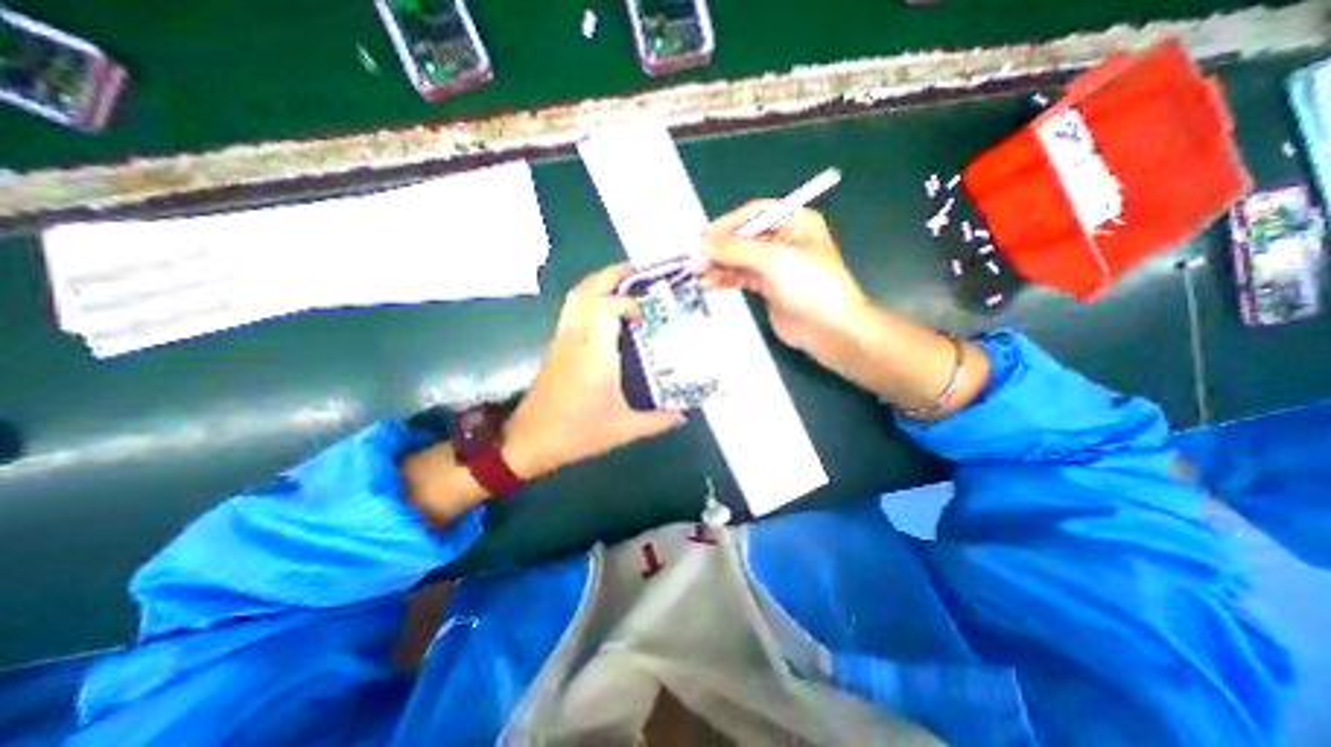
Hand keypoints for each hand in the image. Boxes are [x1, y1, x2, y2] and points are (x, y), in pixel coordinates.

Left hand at [502, 264, 680, 478]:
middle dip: (611, 275)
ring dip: (597, 282)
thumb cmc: (578, 432)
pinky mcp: (555, 347)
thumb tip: (684, 414)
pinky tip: (602, 308)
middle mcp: (576, 338)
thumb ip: (658, 420)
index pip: (608, 307)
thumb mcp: (624, 429)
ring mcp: (562, 340)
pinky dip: (587, 298)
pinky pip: (571, 310)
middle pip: (587, 291)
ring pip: (575, 298)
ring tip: (620, 281)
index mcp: (595, 353)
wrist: (530, 440)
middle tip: (635, 270)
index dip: (629, 302)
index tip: (648, 314)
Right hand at [697, 200, 875, 359]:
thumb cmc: (810, 287)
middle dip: (719, 249)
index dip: (727, 225)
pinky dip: (724, 279)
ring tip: (697, 274)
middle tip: (695, 260)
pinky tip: (709, 284)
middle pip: (743, 238)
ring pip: (739, 259)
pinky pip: (740, 277)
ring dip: (718, 266)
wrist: (829, 330)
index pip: (753, 215)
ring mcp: (775, 265)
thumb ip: (737, 249)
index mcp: (794, 222)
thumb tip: (704, 242)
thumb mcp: (774, 260)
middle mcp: (783, 240)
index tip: (703, 238)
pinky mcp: (767, 287)